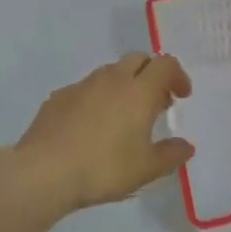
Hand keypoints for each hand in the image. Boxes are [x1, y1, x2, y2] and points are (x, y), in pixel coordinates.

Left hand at [5, 53, 194, 211]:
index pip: (165, 64)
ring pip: (111, 72)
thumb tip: (186, 146)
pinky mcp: (59, 97)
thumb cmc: (103, 168)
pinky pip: (86, 88)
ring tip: (124, 114)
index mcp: (139, 90)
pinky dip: (97, 98)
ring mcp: (83, 85)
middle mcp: (113, 79)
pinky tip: (91, 125)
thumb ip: (171, 155)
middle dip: (151, 73)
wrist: (44, 172)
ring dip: (124, 84)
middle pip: (138, 59)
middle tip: (155, 101)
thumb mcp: (146, 169)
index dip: (177, 75)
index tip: (181, 95)